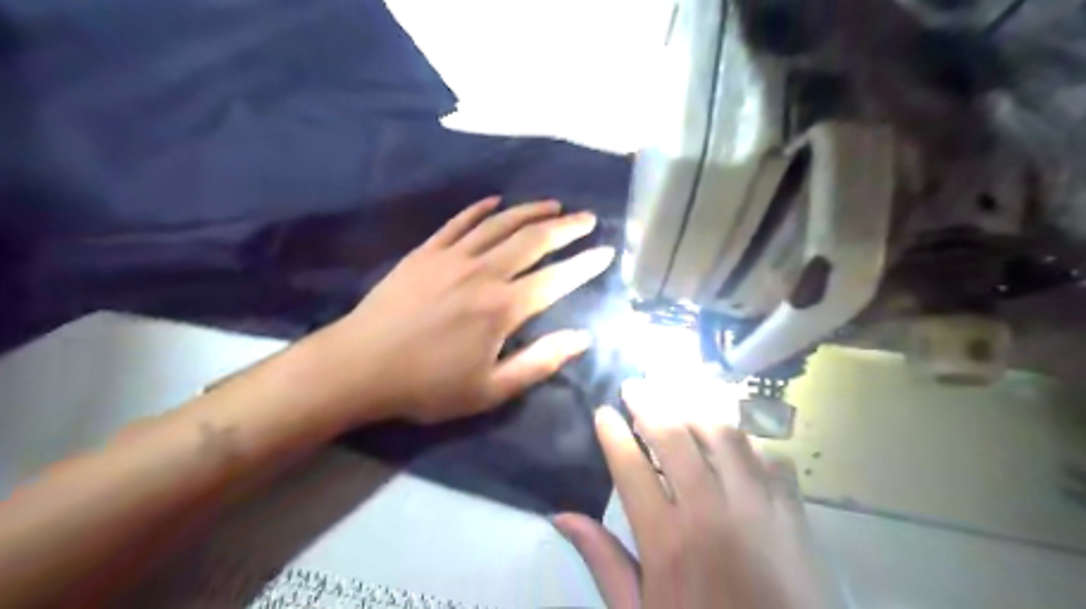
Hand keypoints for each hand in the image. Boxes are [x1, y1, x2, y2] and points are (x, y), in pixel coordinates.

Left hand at [319, 196, 613, 422]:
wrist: (359, 367)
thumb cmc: (427, 385)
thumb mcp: (489, 390)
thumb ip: (539, 362)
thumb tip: (583, 339)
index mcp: (502, 308)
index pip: (556, 279)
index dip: (585, 265)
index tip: (606, 252)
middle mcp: (483, 272)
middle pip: (533, 240)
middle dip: (566, 227)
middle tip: (588, 218)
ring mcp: (451, 257)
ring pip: (500, 224)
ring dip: (530, 211)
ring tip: (554, 204)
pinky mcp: (425, 252)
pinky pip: (459, 222)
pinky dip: (480, 209)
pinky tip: (495, 201)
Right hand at [555, 380, 833, 607]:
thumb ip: (603, 561)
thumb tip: (562, 515)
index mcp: (667, 540)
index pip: (631, 467)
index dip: (613, 433)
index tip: (602, 412)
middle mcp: (711, 512)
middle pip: (675, 437)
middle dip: (649, 403)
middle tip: (634, 385)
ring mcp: (757, 507)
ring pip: (724, 435)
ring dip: (696, 408)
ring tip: (677, 394)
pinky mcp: (793, 514)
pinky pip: (769, 458)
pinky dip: (748, 442)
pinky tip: (734, 439)